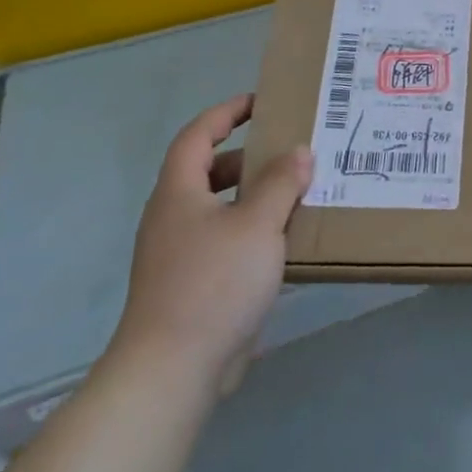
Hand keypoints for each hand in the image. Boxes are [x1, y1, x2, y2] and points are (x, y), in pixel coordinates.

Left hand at [111, 94, 313, 396]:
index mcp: (178, 193)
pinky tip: (283, 243)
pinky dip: (252, 231)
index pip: (197, 136)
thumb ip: (280, 183)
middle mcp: (172, 218)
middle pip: (206, 172)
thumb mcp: (257, 224)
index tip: (260, 102)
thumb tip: (298, 151)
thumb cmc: (214, 282)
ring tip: (296, 195)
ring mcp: (178, 254)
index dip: (226, 113)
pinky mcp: (190, 285)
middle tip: (289, 153)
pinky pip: (224, 241)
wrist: (173, 368)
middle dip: (247, 158)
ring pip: (218, 209)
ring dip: (253, 197)